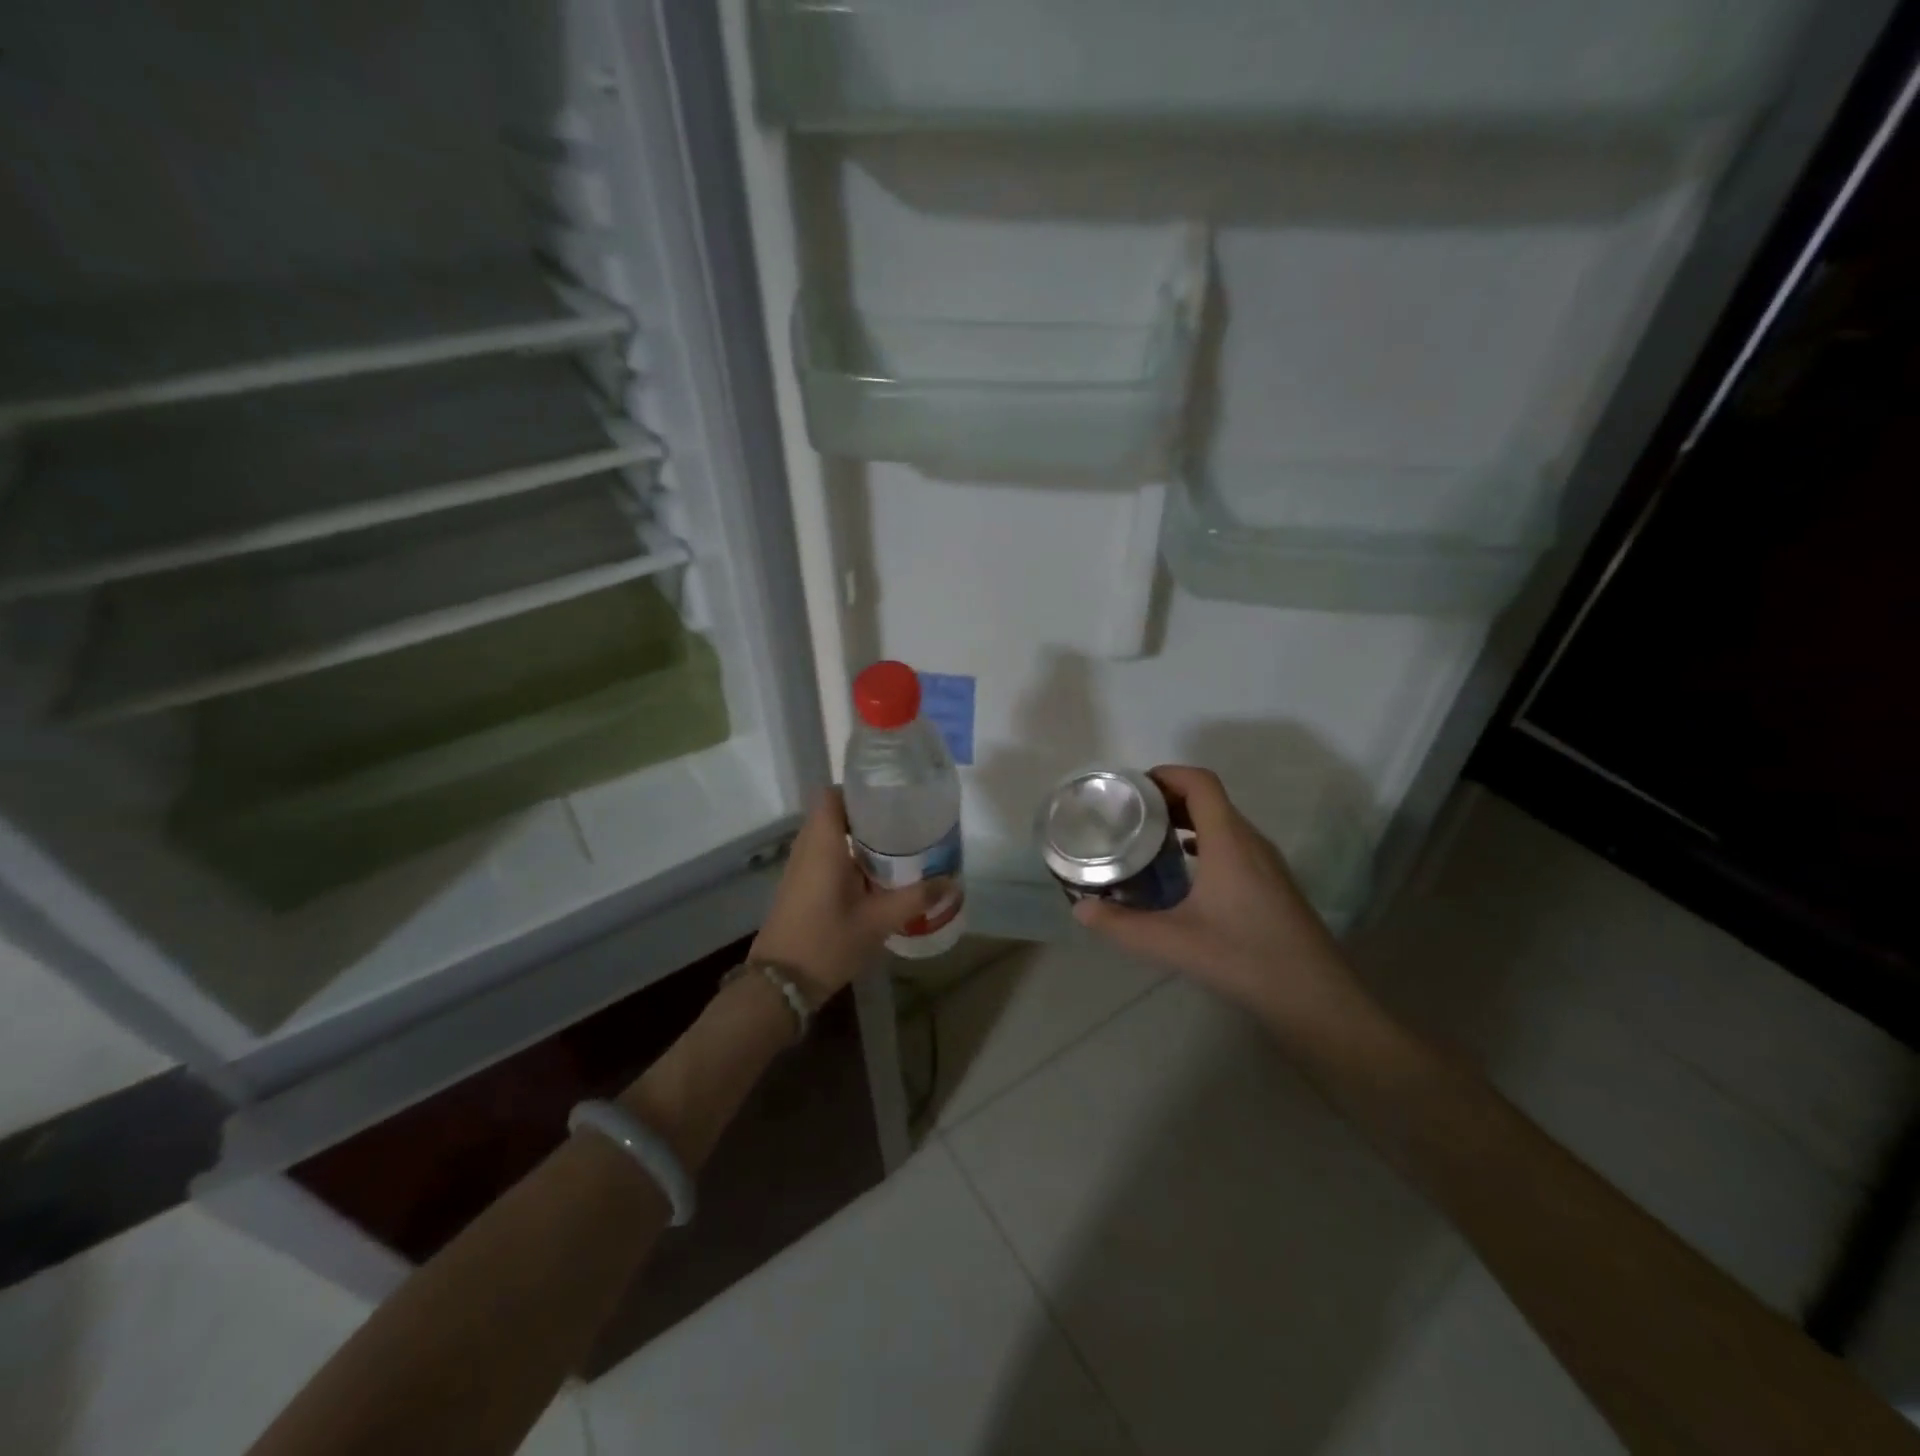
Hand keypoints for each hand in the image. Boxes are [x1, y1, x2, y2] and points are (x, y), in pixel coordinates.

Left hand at [748, 788, 946, 1001]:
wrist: (780, 984)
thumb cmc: (828, 942)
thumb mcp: (878, 920)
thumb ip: (916, 898)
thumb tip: (952, 883)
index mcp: (822, 843)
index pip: (832, 795)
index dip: (858, 790)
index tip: (890, 796)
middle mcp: (807, 848)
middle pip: (834, 813)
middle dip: (868, 815)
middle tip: (905, 821)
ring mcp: (800, 868)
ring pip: (830, 837)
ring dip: (859, 838)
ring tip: (898, 845)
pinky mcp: (801, 887)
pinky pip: (825, 856)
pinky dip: (849, 856)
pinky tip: (877, 875)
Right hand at [1072, 766, 1354, 1020]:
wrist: (1315, 997)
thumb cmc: (1243, 958)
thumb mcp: (1172, 942)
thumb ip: (1121, 925)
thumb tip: (1080, 910)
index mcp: (1228, 840)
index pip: (1200, 782)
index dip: (1166, 774)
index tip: (1132, 787)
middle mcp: (1250, 841)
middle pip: (1209, 798)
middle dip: (1168, 797)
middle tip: (1129, 814)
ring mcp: (1266, 862)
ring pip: (1223, 822)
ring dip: (1187, 820)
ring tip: (1150, 838)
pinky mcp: (1272, 883)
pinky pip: (1233, 844)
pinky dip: (1204, 842)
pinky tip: (1184, 871)